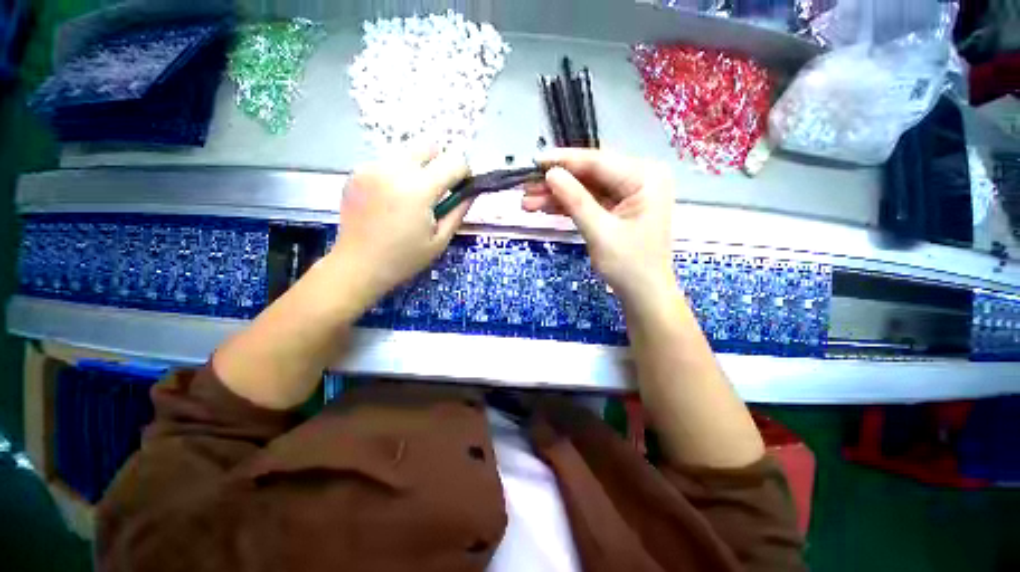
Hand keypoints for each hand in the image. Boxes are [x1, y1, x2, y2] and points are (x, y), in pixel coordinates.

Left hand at [329, 149, 471, 306]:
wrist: (358, 265)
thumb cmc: (404, 258)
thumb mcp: (440, 240)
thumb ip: (459, 211)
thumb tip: (471, 191)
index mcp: (418, 190)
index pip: (454, 161)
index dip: (464, 173)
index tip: (461, 188)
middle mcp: (394, 170)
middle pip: (429, 146)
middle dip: (440, 164)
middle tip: (436, 191)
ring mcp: (371, 168)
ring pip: (407, 153)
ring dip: (418, 169)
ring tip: (411, 198)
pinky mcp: (357, 172)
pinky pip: (387, 162)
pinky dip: (397, 174)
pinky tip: (390, 199)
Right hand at [522, 149, 675, 303]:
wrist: (644, 294)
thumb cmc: (629, 266)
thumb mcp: (600, 232)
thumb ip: (576, 200)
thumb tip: (551, 173)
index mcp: (645, 178)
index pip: (598, 162)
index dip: (563, 161)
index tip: (534, 161)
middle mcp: (639, 179)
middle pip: (590, 175)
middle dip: (556, 183)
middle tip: (525, 188)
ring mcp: (628, 194)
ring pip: (585, 189)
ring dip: (557, 196)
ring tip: (527, 202)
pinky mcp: (618, 208)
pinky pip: (589, 201)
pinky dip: (567, 206)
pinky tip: (544, 208)